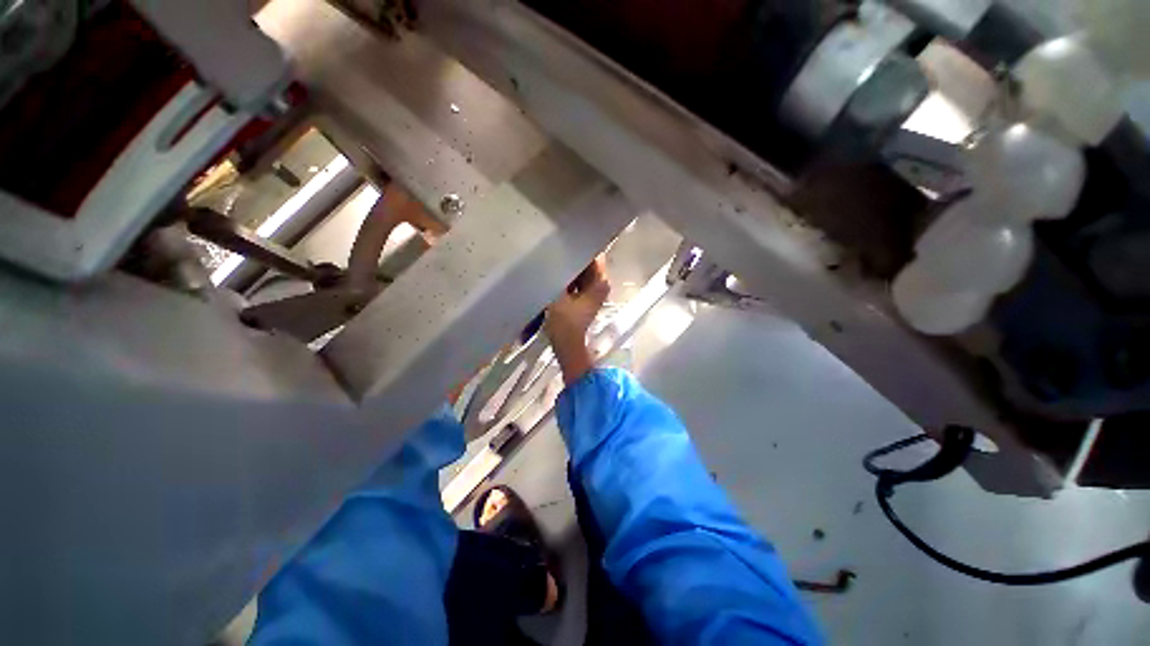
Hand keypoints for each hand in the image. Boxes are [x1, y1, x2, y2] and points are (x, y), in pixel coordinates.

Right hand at [546, 256, 609, 384]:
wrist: (567, 346)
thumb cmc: (565, 323)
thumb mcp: (557, 296)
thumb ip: (555, 274)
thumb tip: (550, 255)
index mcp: (600, 281)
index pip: (594, 254)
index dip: (581, 244)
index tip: (565, 235)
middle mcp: (599, 284)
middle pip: (586, 263)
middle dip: (571, 255)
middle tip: (553, 244)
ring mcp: (591, 292)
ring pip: (579, 272)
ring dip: (566, 266)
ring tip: (550, 256)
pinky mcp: (582, 298)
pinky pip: (574, 281)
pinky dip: (565, 277)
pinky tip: (551, 272)